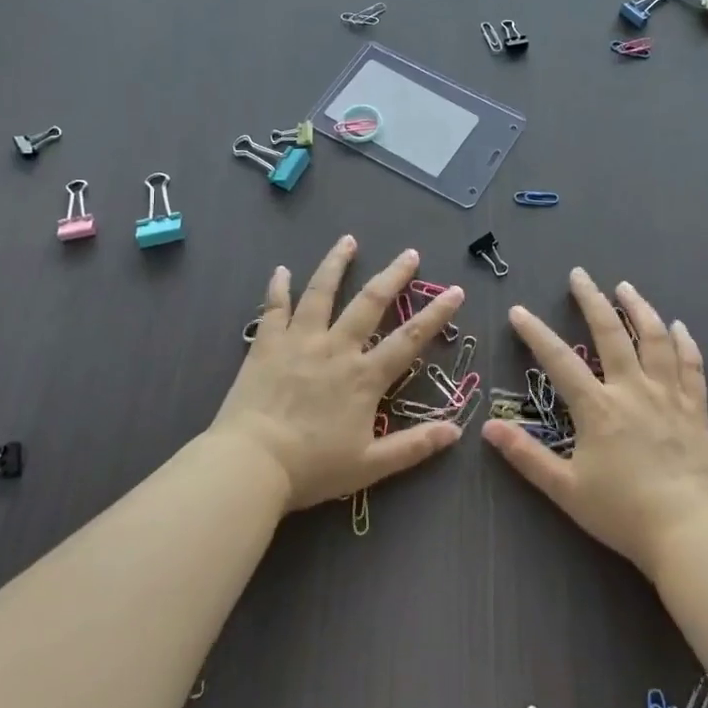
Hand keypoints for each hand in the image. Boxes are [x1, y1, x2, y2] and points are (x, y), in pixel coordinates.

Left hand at [210, 236, 465, 509]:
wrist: (251, 464)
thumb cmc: (312, 468)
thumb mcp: (370, 466)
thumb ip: (414, 446)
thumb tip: (456, 431)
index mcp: (364, 376)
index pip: (409, 339)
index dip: (435, 314)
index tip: (455, 291)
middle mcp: (336, 348)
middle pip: (370, 303)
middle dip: (393, 276)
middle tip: (409, 253)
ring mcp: (300, 341)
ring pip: (322, 292)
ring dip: (336, 264)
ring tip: (348, 240)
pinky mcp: (266, 344)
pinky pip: (273, 308)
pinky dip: (277, 287)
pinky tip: (281, 270)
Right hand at [483, 269, 707, 576]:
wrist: (690, 533)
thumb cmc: (623, 512)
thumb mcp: (566, 489)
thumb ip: (527, 456)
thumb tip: (489, 427)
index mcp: (598, 407)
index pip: (559, 360)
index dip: (536, 333)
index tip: (519, 310)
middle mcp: (632, 390)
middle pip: (610, 333)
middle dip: (591, 300)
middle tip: (580, 275)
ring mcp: (668, 395)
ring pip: (654, 338)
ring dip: (638, 308)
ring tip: (625, 287)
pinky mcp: (695, 408)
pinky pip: (691, 365)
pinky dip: (684, 341)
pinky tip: (678, 326)